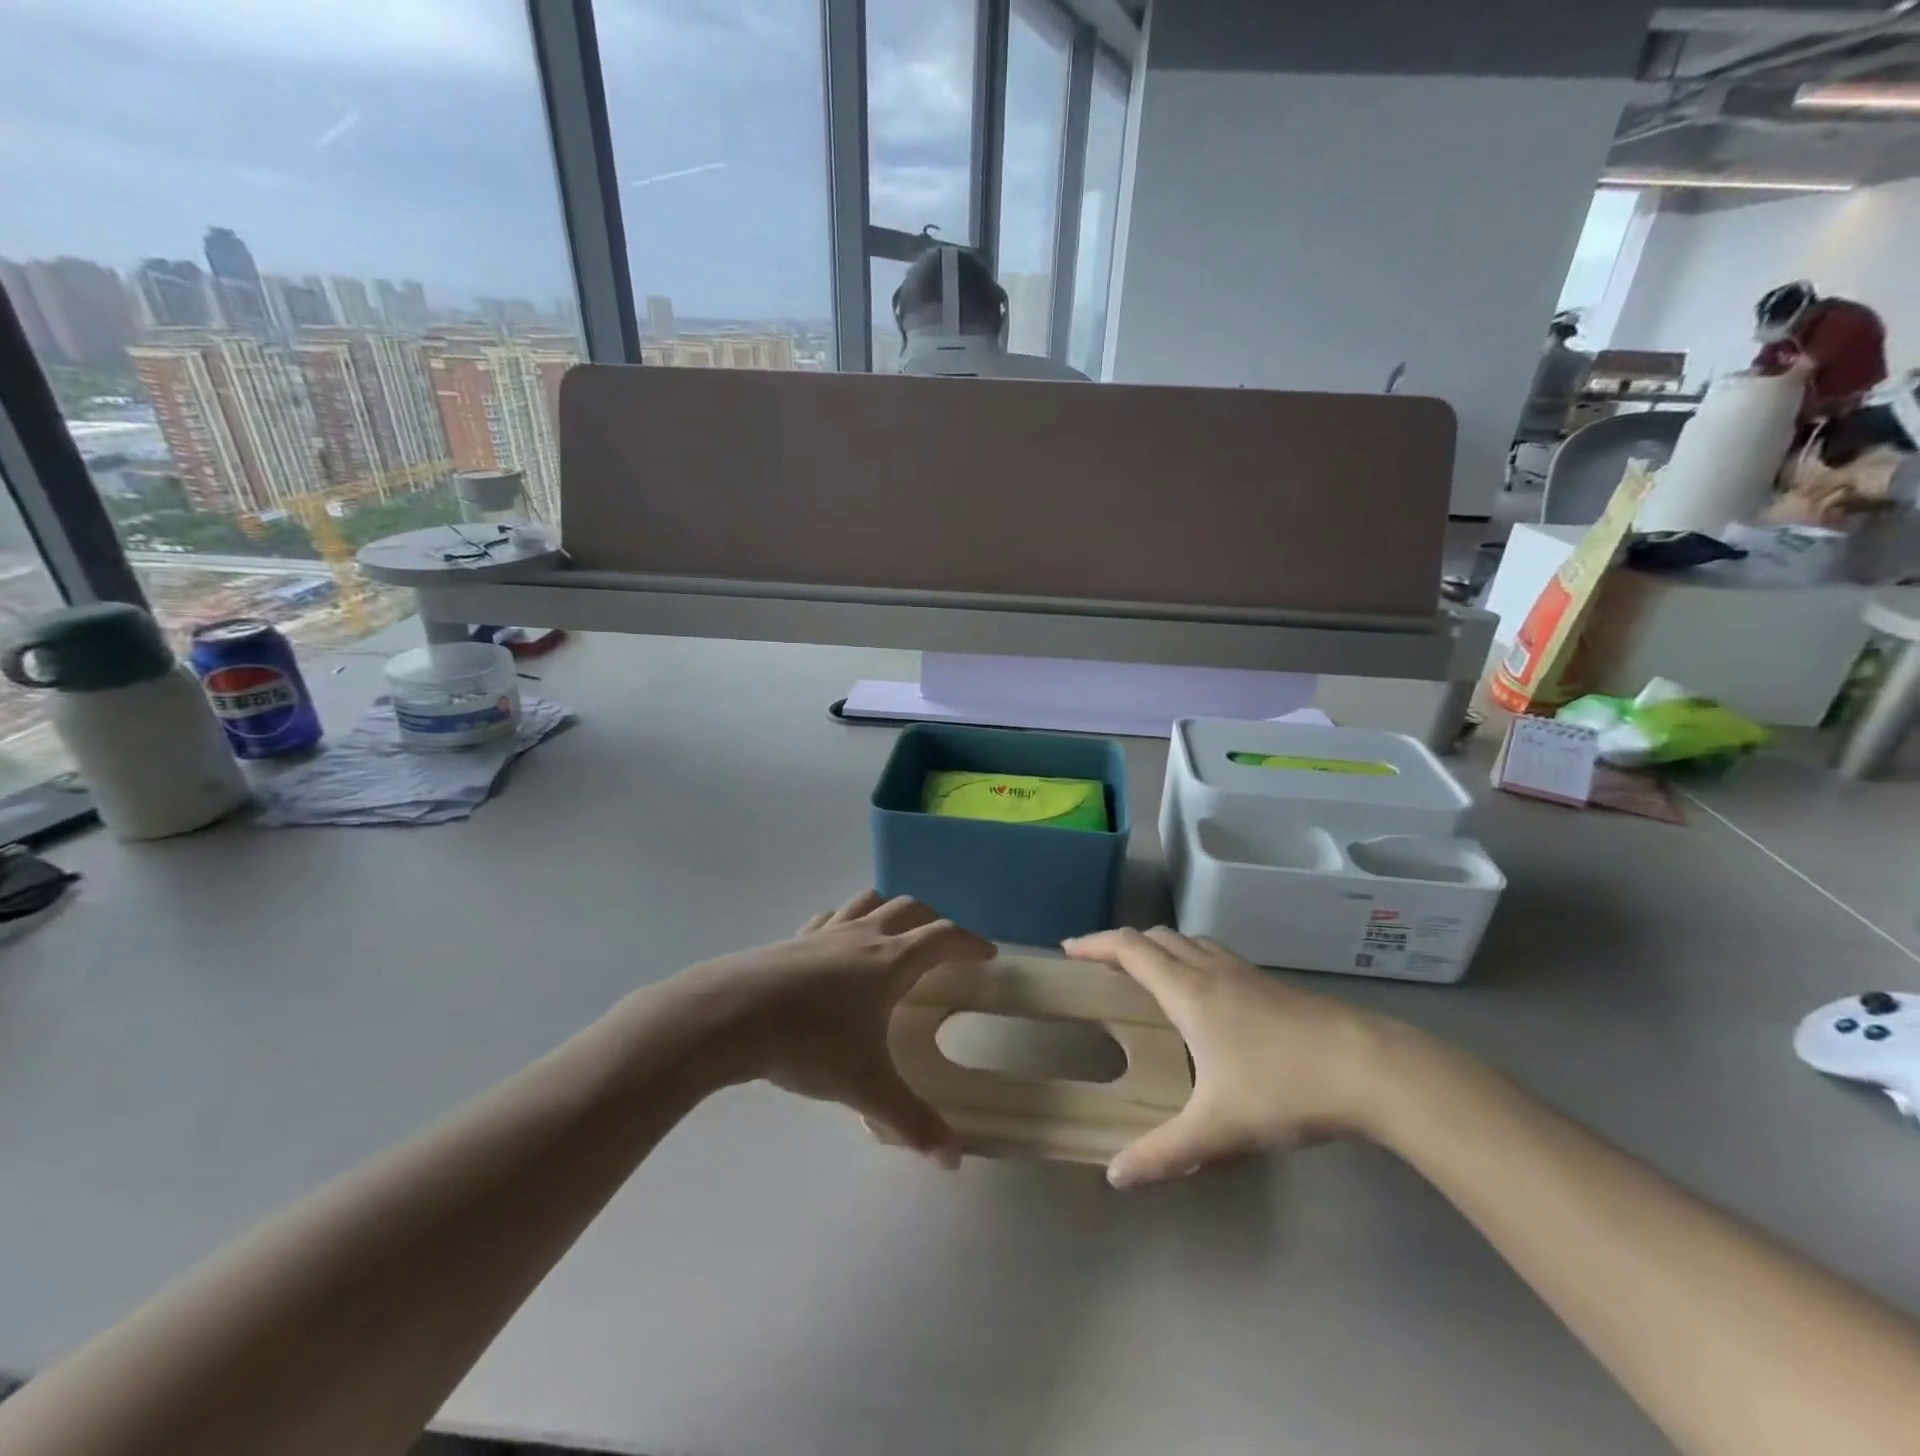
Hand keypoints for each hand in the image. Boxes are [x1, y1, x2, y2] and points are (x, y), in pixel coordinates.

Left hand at [674, 891, 994, 1166]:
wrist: (733, 1015)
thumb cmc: (809, 1043)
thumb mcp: (865, 1087)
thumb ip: (911, 1122)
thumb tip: (953, 1161)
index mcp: (892, 962)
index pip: (944, 938)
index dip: (970, 942)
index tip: (987, 954)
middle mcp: (864, 936)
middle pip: (910, 910)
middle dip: (935, 923)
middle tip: (945, 948)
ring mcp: (826, 932)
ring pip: (870, 902)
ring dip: (891, 911)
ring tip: (896, 935)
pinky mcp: (794, 938)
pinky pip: (831, 917)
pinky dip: (847, 921)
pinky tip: (839, 943)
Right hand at [1063, 928, 1411, 1186]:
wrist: (1370, 1067)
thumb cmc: (1283, 1087)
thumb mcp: (1219, 1128)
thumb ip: (1164, 1153)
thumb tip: (1116, 1176)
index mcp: (1188, 990)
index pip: (1129, 948)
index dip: (1094, 943)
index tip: (1068, 949)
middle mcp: (1212, 969)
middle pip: (1157, 936)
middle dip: (1123, 945)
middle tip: (1103, 967)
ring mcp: (1246, 973)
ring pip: (1190, 942)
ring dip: (1160, 949)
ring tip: (1148, 977)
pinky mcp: (1272, 984)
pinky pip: (1216, 956)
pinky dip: (1192, 960)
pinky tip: (1205, 998)